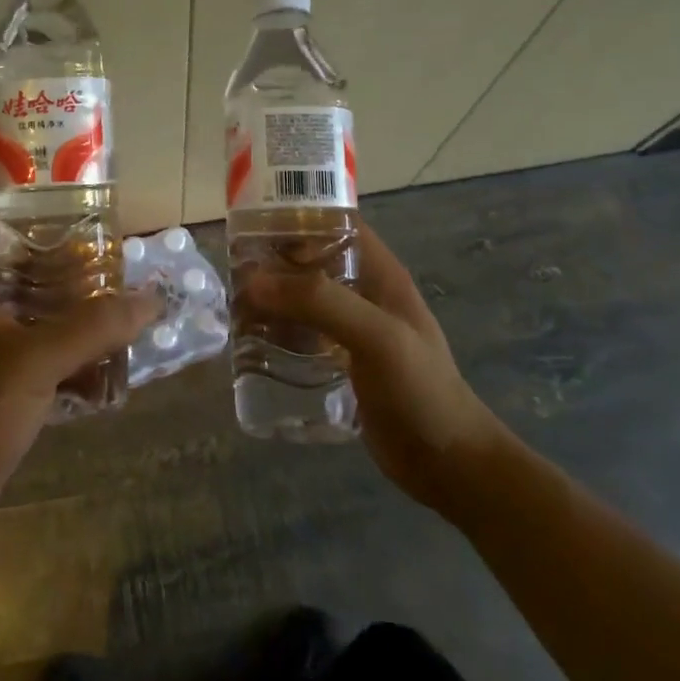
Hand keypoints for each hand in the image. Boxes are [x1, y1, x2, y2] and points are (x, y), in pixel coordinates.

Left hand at [0, 231, 162, 506]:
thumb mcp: (38, 360)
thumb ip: (94, 327)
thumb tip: (150, 299)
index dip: (30, 227)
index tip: (75, 225)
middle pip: (22, 284)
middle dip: (66, 280)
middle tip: (112, 274)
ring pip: (35, 330)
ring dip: (73, 327)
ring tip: (118, 320)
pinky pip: (40, 371)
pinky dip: (69, 370)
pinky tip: (104, 380)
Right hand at [243, 221, 507, 514]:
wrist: (448, 465)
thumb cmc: (420, 390)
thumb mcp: (376, 336)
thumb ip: (320, 302)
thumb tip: (253, 281)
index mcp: (380, 274)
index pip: (337, 223)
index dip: (299, 215)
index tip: (253, 222)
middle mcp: (364, 294)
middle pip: (311, 261)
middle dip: (273, 261)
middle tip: (231, 271)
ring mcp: (351, 331)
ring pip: (303, 300)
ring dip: (271, 300)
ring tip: (233, 306)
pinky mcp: (340, 364)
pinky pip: (301, 336)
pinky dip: (276, 333)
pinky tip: (250, 344)